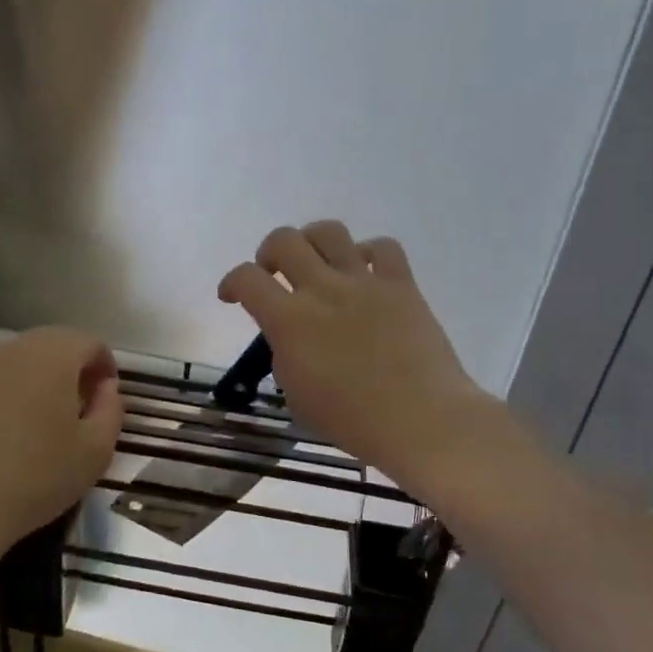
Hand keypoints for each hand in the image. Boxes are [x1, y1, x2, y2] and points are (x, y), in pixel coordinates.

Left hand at [0, 327, 122, 552]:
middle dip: (70, 371)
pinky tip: (2, 437)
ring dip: (36, 383)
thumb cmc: (37, 476)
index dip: (105, 366)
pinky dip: (4, 398)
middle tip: (78, 411)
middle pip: (51, 346)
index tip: (106, 400)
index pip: (89, 342)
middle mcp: (12, 350)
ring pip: (16, 364)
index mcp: (53, 355)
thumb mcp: (96, 451)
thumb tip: (105, 387)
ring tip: (40, 425)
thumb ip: (111, 409)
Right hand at [218, 221, 490, 487]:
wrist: (420, 420)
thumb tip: (292, 336)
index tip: (231, 296)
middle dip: (269, 253)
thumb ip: (286, 355)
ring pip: (329, 231)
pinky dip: (368, 253)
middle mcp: (322, 289)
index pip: (246, 279)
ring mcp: (364, 281)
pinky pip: (383, 247)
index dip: (231, 282)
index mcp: (289, 320)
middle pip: (283, 240)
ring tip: (317, 263)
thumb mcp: (297, 395)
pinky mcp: (401, 284)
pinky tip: (365, 272)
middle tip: (274, 274)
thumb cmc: (352, 420)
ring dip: (312, 241)